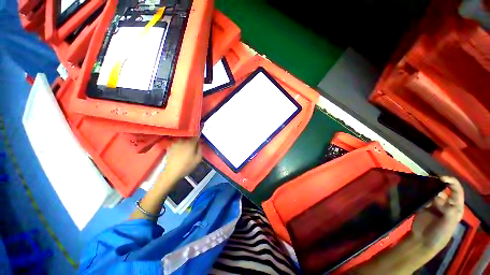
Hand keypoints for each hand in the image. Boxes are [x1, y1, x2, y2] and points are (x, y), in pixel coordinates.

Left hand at [160, 138, 201, 182]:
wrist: (172, 172)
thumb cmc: (187, 165)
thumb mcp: (198, 158)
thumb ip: (200, 148)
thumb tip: (199, 142)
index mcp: (190, 143)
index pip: (196, 135)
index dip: (199, 136)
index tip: (200, 138)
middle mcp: (182, 140)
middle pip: (189, 136)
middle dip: (192, 139)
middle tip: (194, 144)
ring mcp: (175, 143)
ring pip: (183, 139)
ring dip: (185, 141)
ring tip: (187, 147)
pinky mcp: (170, 146)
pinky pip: (177, 142)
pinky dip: (180, 144)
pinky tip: (180, 150)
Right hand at [411, 176, 463, 251]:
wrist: (423, 241)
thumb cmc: (440, 234)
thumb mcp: (448, 223)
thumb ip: (447, 209)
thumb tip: (437, 195)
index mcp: (455, 207)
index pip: (456, 191)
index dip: (451, 182)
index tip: (441, 177)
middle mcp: (445, 204)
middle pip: (442, 190)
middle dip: (436, 184)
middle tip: (427, 180)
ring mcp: (433, 205)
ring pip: (431, 192)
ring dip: (427, 188)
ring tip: (419, 184)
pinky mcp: (422, 206)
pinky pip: (422, 196)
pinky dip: (419, 193)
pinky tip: (415, 191)